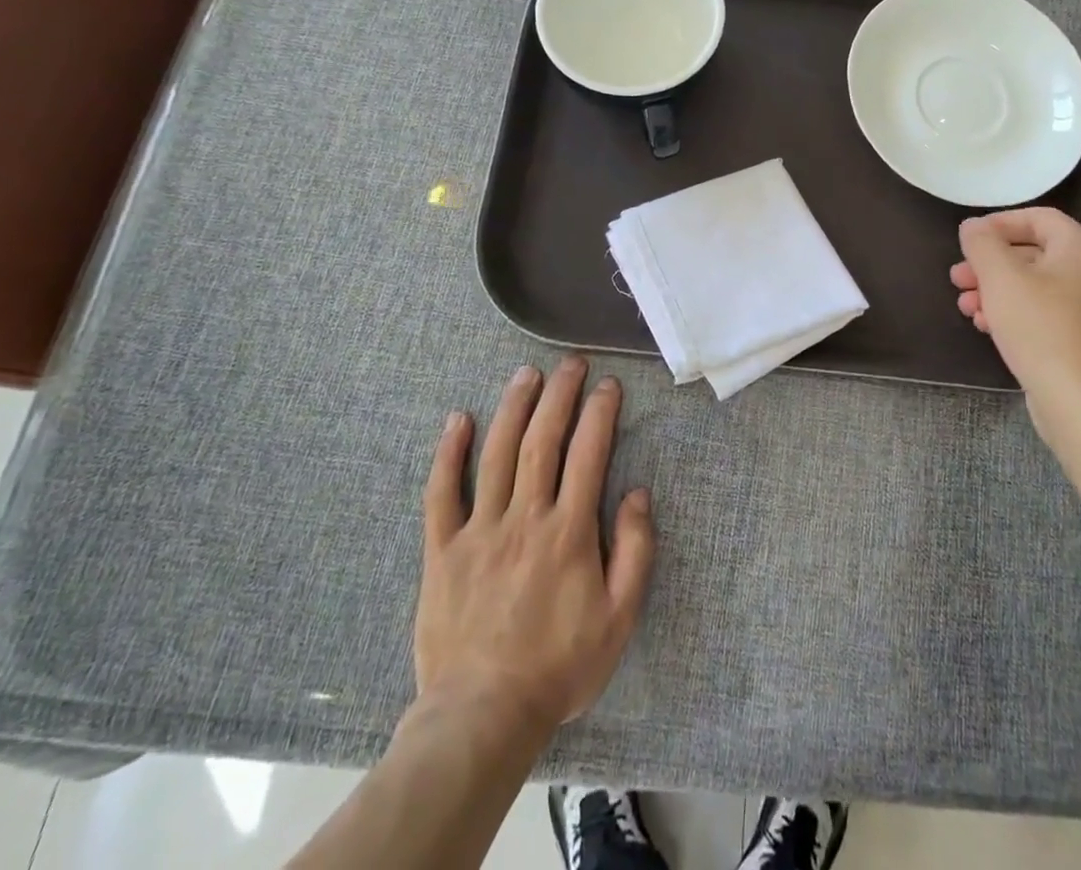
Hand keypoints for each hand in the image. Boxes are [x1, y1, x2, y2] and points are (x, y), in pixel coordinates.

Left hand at [413, 356, 654, 736]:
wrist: (482, 717)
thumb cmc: (559, 667)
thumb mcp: (619, 618)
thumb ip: (636, 551)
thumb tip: (638, 493)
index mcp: (568, 532)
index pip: (588, 454)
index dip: (600, 413)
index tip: (608, 385)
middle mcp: (524, 518)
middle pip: (542, 440)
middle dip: (559, 395)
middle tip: (571, 363)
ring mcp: (479, 530)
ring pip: (496, 454)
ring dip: (513, 407)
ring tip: (526, 374)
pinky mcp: (443, 550)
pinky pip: (441, 493)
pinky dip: (449, 453)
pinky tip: (457, 420)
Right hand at [950, 209, 1080, 449]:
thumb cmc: (1041, 328)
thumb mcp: (1000, 278)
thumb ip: (982, 244)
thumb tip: (973, 226)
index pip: (1038, 218)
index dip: (998, 224)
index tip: (967, 241)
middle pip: (1036, 254)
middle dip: (991, 265)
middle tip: (958, 279)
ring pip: (1040, 287)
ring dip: (998, 292)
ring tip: (968, 308)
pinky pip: (1051, 315)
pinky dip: (1019, 314)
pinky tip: (991, 329)